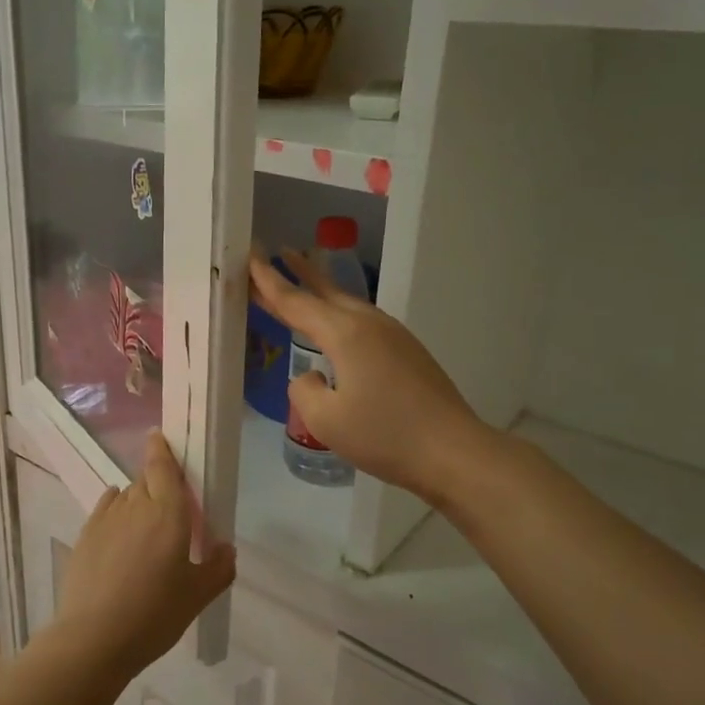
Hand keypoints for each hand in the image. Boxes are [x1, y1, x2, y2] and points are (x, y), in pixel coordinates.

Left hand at [52, 431, 236, 679]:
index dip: (161, 449)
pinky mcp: (85, 536)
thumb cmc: (154, 614)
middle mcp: (136, 506)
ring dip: (137, 500)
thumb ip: (218, 568)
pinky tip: (120, 526)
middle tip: (170, 503)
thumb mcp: (197, 596)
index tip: (159, 436)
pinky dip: (115, 510)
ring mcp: (106, 519)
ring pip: (126, 495)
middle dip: (157, 482)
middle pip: (146, 480)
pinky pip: (105, 509)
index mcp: (168, 514)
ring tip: (146, 526)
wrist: (93, 639)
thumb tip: (226, 548)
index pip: (163, 468)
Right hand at [249, 249, 492, 505]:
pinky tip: (337, 329)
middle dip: (299, 274)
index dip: (269, 281)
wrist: (453, 451)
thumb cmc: (385, 435)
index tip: (251, 256)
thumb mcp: (325, 420)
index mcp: (345, 333)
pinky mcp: (408, 352)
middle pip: (325, 292)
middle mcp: (369, 324)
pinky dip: (339, 315)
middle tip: (277, 253)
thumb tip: (312, 376)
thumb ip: (303, 390)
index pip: (296, 301)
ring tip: (303, 281)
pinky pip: (363, 322)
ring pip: (347, 304)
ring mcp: (393, 336)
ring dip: (322, 292)